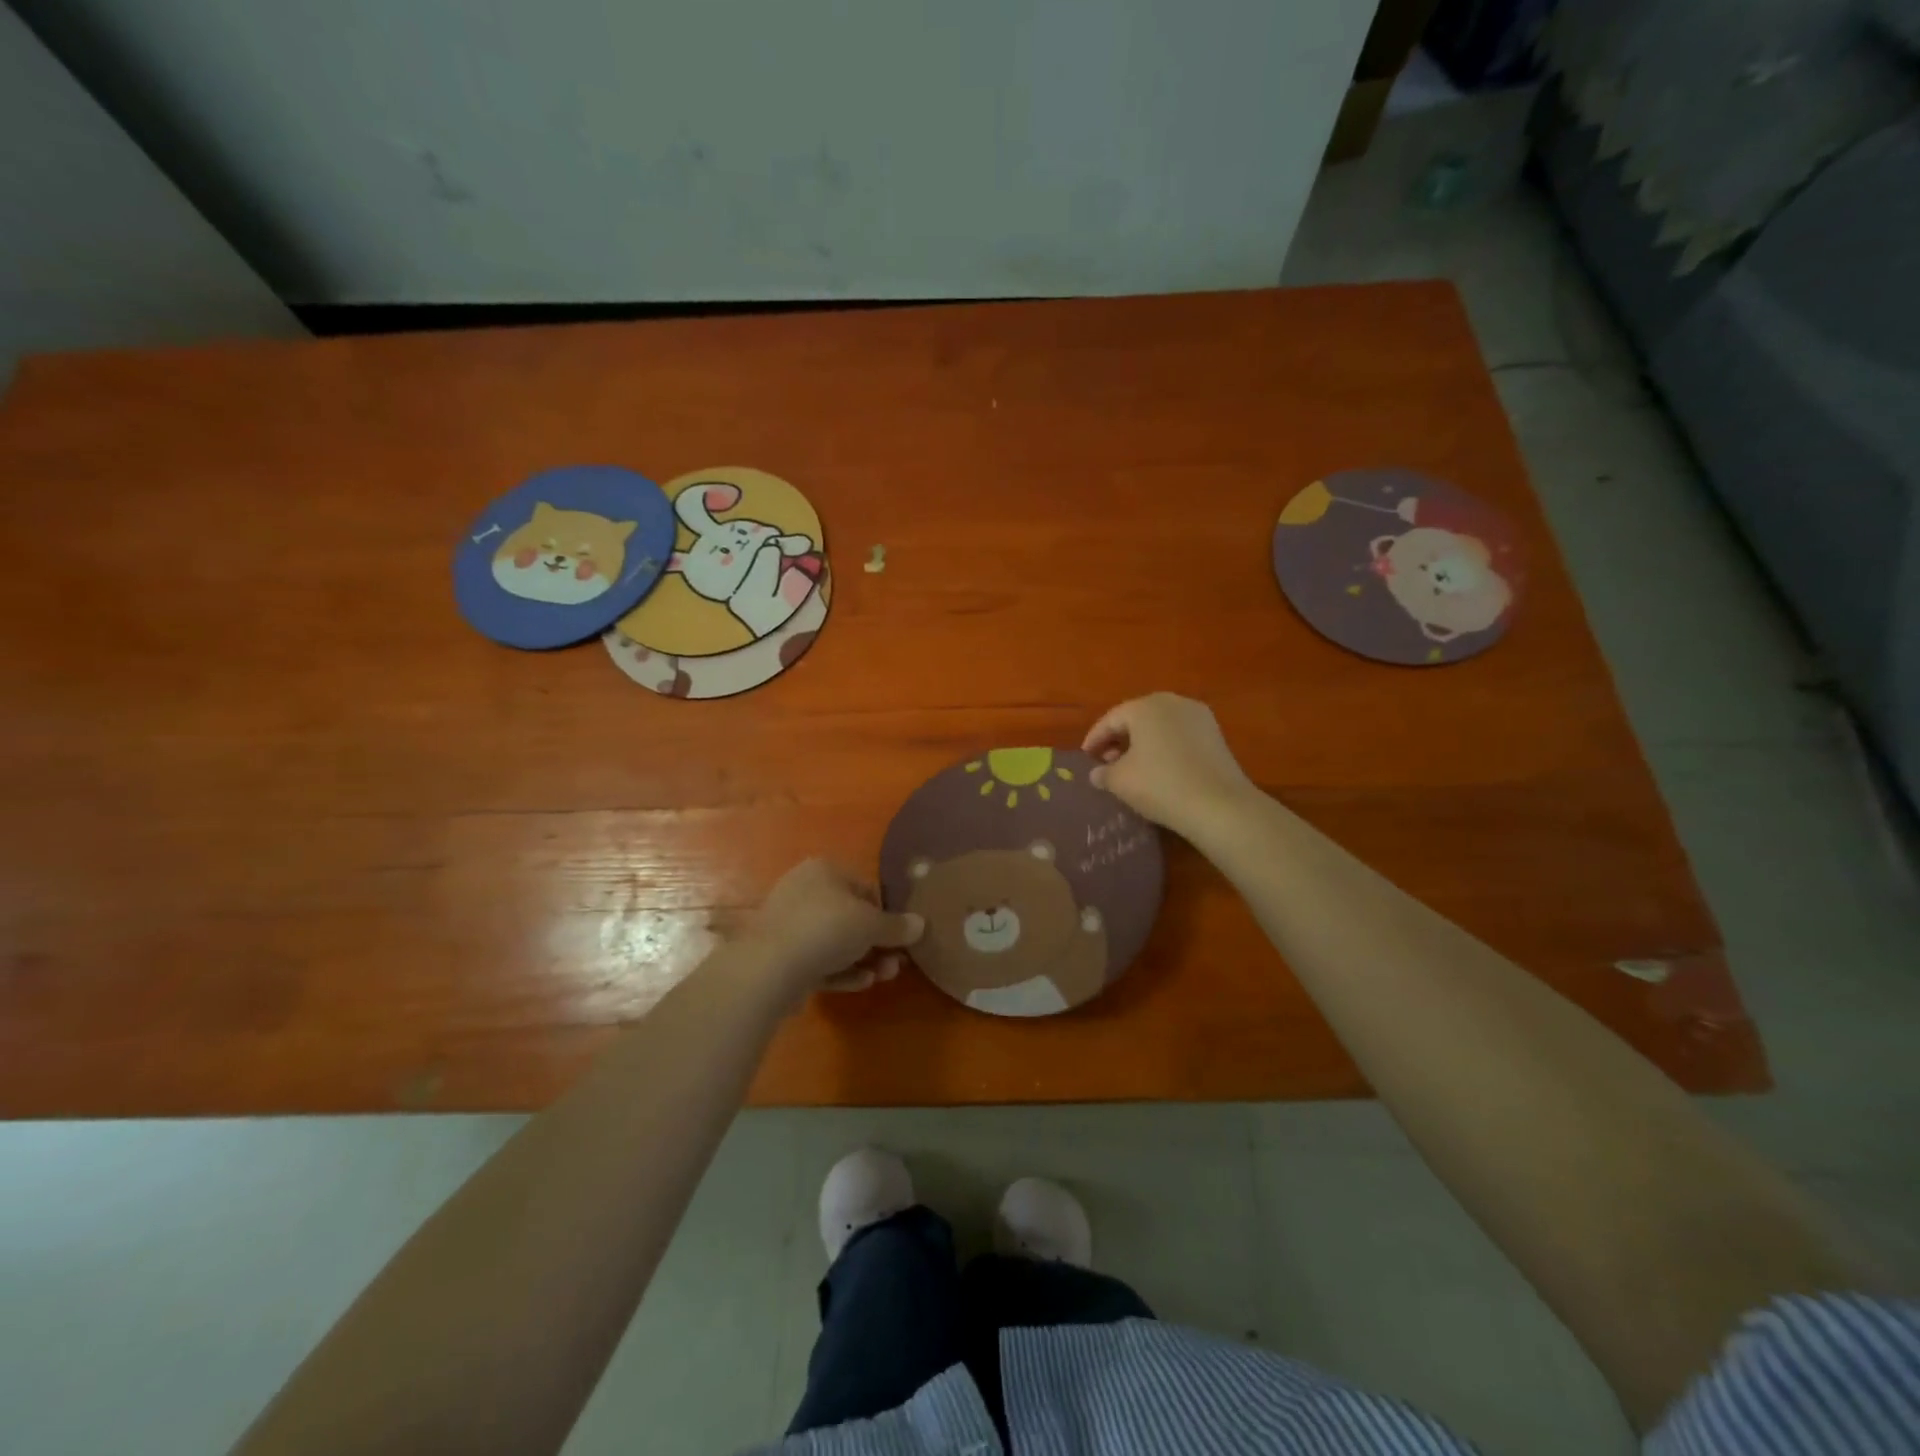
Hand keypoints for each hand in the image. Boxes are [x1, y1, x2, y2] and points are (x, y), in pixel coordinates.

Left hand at [742, 860, 923, 1001]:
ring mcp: (789, 924)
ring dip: (863, 960)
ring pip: (835, 942)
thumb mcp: (872, 925)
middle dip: (876, 943)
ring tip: (883, 977)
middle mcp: (804, 891)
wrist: (770, 966)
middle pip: (850, 917)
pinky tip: (861, 984)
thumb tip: (921, 924)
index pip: (864, 888)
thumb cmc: (827, 928)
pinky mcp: (781, 955)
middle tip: (896, 963)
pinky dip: (841, 971)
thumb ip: (897, 926)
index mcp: (824, 870)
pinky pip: (818, 960)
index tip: (901, 936)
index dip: (886, 912)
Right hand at [1082, 694, 1255, 840]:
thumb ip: (1103, 773)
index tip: (1085, 757)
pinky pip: (1179, 736)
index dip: (1094, 738)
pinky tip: (1159, 769)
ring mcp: (1199, 717)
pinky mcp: (1216, 735)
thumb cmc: (1160, 785)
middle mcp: (1173, 702)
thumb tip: (1097, 773)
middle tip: (1107, 761)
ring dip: (1143, 743)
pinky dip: (1164, 748)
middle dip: (1119, 739)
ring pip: (1160, 726)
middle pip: (1137, 718)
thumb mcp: (1120, 781)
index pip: (1111, 719)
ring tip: (1132, 767)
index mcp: (1145, 706)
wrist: (1219, 805)